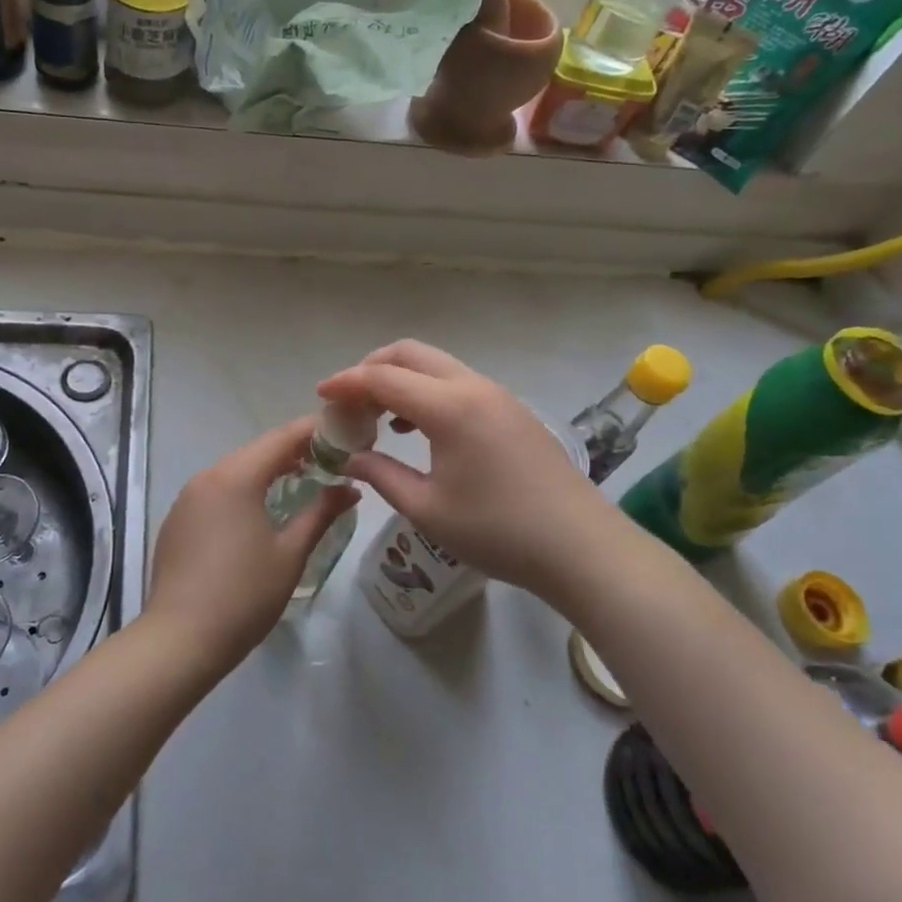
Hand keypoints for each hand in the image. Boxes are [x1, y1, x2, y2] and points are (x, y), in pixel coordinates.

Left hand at [141, 416, 358, 673]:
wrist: (180, 640)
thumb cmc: (244, 595)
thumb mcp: (290, 553)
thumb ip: (321, 513)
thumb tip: (350, 489)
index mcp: (236, 476)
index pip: (282, 437)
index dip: (314, 430)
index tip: (343, 433)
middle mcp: (208, 476)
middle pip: (257, 450)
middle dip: (294, 450)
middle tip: (330, 460)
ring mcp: (187, 497)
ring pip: (235, 469)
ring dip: (268, 470)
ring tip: (302, 481)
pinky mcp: (178, 518)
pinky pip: (217, 489)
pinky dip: (244, 488)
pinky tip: (261, 510)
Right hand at [317, 341, 614, 603]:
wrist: (581, 547)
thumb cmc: (498, 531)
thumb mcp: (428, 509)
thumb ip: (381, 475)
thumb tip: (350, 457)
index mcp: (449, 407)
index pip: (383, 378)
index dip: (346, 383)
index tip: (320, 396)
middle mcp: (473, 387)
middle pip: (411, 354)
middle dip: (372, 368)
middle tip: (349, 401)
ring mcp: (497, 395)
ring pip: (437, 366)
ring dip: (402, 379)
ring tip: (379, 417)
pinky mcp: (512, 410)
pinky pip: (458, 383)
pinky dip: (428, 392)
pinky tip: (418, 429)